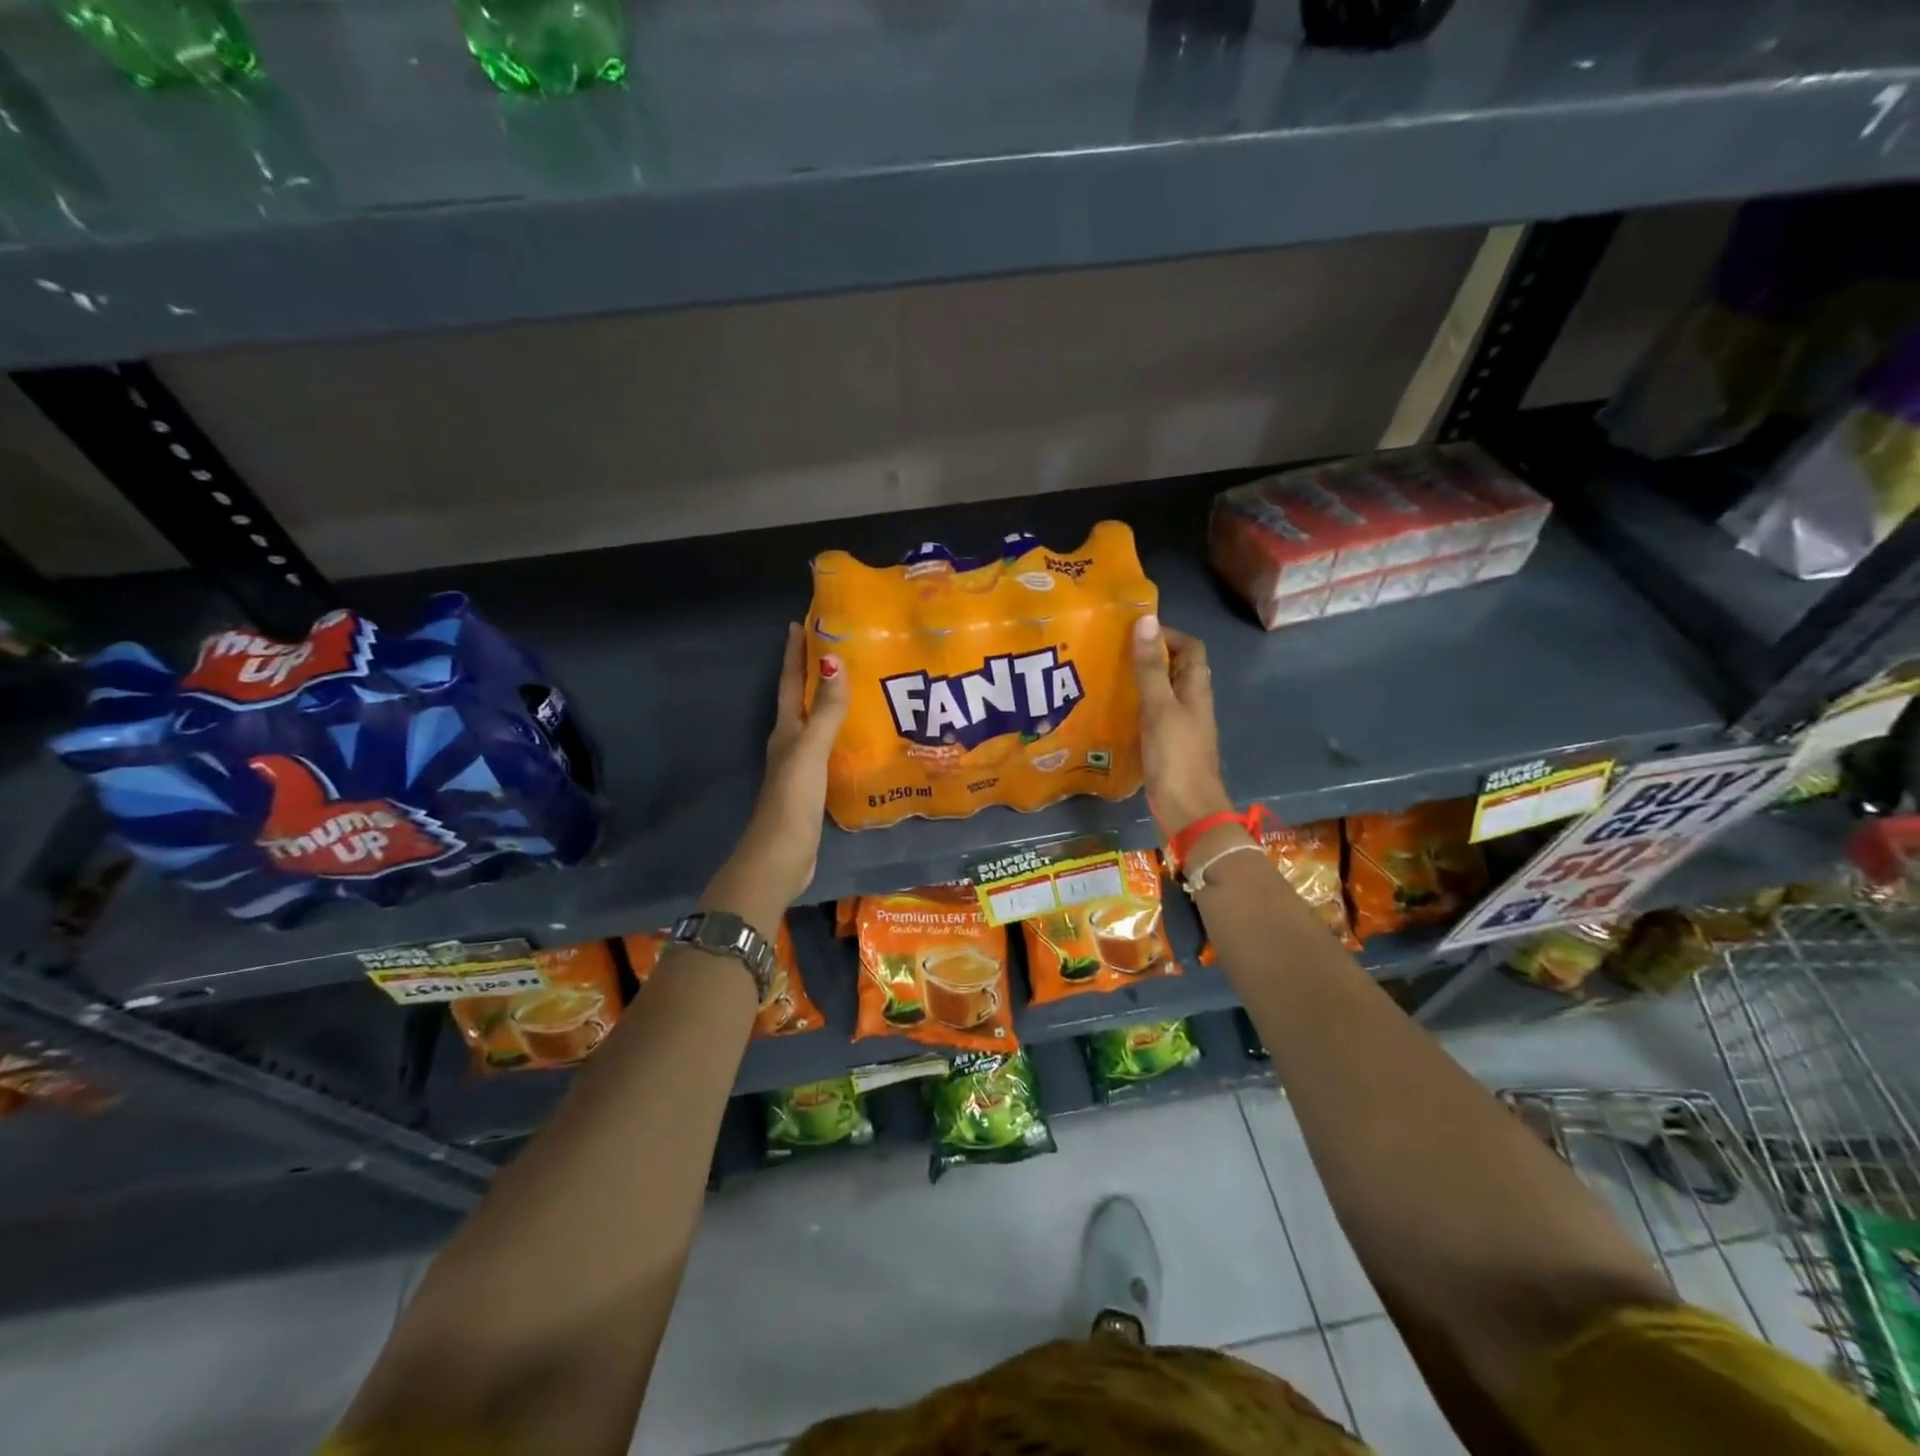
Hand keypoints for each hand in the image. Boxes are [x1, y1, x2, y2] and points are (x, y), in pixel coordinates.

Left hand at [734, 623, 848, 903]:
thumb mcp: (810, 749)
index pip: (789, 683)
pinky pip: (830, 749)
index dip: (793, 654)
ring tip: (856, 685)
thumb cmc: (793, 797)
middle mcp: (790, 743)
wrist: (782, 853)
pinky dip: (841, 735)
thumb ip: (825, 710)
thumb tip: (834, 662)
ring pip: (815, 724)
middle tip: (838, 648)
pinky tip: (860, 736)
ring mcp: (801, 766)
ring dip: (829, 704)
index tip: (799, 624)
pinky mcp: (814, 787)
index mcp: (785, 730)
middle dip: (814, 674)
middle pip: (800, 700)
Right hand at [1131, 614, 1232, 832]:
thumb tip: (1145, 620)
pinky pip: (1152, 717)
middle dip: (1149, 657)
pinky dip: (1136, 709)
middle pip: (1176, 669)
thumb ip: (1150, 667)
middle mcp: (1191, 704)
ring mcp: (1180, 727)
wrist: (1187, 810)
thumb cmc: (1176, 756)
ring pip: (1162, 694)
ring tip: (1106, 677)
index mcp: (1196, 689)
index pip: (1191, 648)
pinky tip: (1112, 713)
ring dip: (1140, 683)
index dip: (1168, 635)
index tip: (1135, 632)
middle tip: (1112, 652)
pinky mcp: (1167, 746)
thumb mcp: (1160, 707)